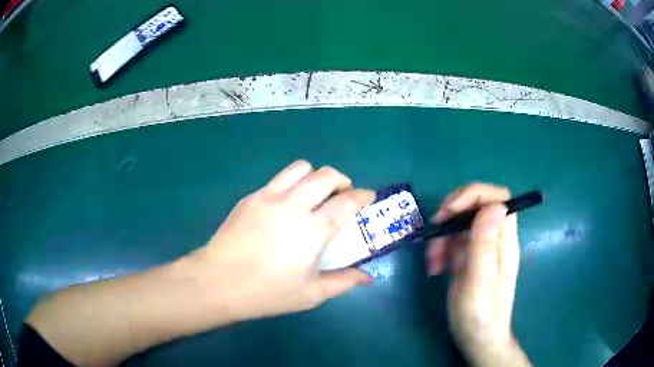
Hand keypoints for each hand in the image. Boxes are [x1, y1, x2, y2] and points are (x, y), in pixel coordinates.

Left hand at [189, 160, 374, 320]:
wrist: (217, 282)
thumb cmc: (267, 292)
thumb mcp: (311, 294)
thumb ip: (343, 282)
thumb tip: (368, 278)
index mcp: (312, 229)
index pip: (346, 202)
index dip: (363, 196)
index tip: (368, 197)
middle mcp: (292, 205)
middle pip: (325, 175)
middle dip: (342, 180)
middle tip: (342, 195)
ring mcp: (268, 196)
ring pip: (300, 168)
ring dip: (315, 176)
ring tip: (314, 194)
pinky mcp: (250, 197)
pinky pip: (277, 179)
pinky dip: (291, 184)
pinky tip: (286, 206)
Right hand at [425, 184, 529, 366]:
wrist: (478, 340)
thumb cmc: (480, 317)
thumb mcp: (479, 284)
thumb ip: (486, 245)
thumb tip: (495, 205)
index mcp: (505, 241)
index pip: (497, 198)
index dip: (473, 195)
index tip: (449, 212)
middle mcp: (495, 238)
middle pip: (475, 204)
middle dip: (451, 213)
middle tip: (434, 233)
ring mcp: (481, 247)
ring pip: (460, 221)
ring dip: (442, 234)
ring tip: (432, 261)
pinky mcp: (469, 257)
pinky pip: (453, 239)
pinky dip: (440, 248)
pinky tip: (435, 267)